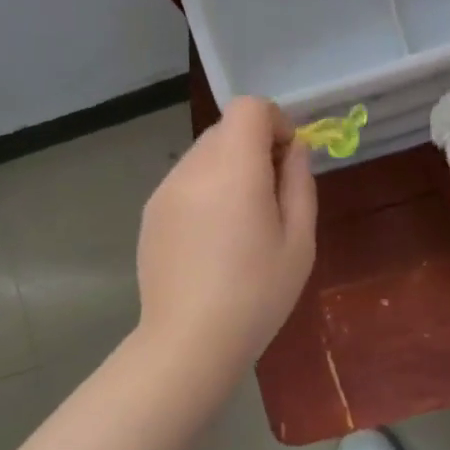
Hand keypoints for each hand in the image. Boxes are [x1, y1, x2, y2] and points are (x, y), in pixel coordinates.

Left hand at [136, 96, 316, 367]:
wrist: (189, 341)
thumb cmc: (256, 295)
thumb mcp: (299, 241)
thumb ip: (299, 183)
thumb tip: (294, 149)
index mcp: (233, 168)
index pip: (249, 107)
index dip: (276, 122)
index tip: (288, 161)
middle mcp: (192, 167)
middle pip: (226, 129)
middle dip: (255, 148)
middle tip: (272, 198)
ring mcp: (165, 190)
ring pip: (205, 155)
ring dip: (230, 170)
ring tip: (242, 225)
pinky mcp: (150, 213)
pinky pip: (186, 182)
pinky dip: (206, 192)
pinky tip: (214, 241)